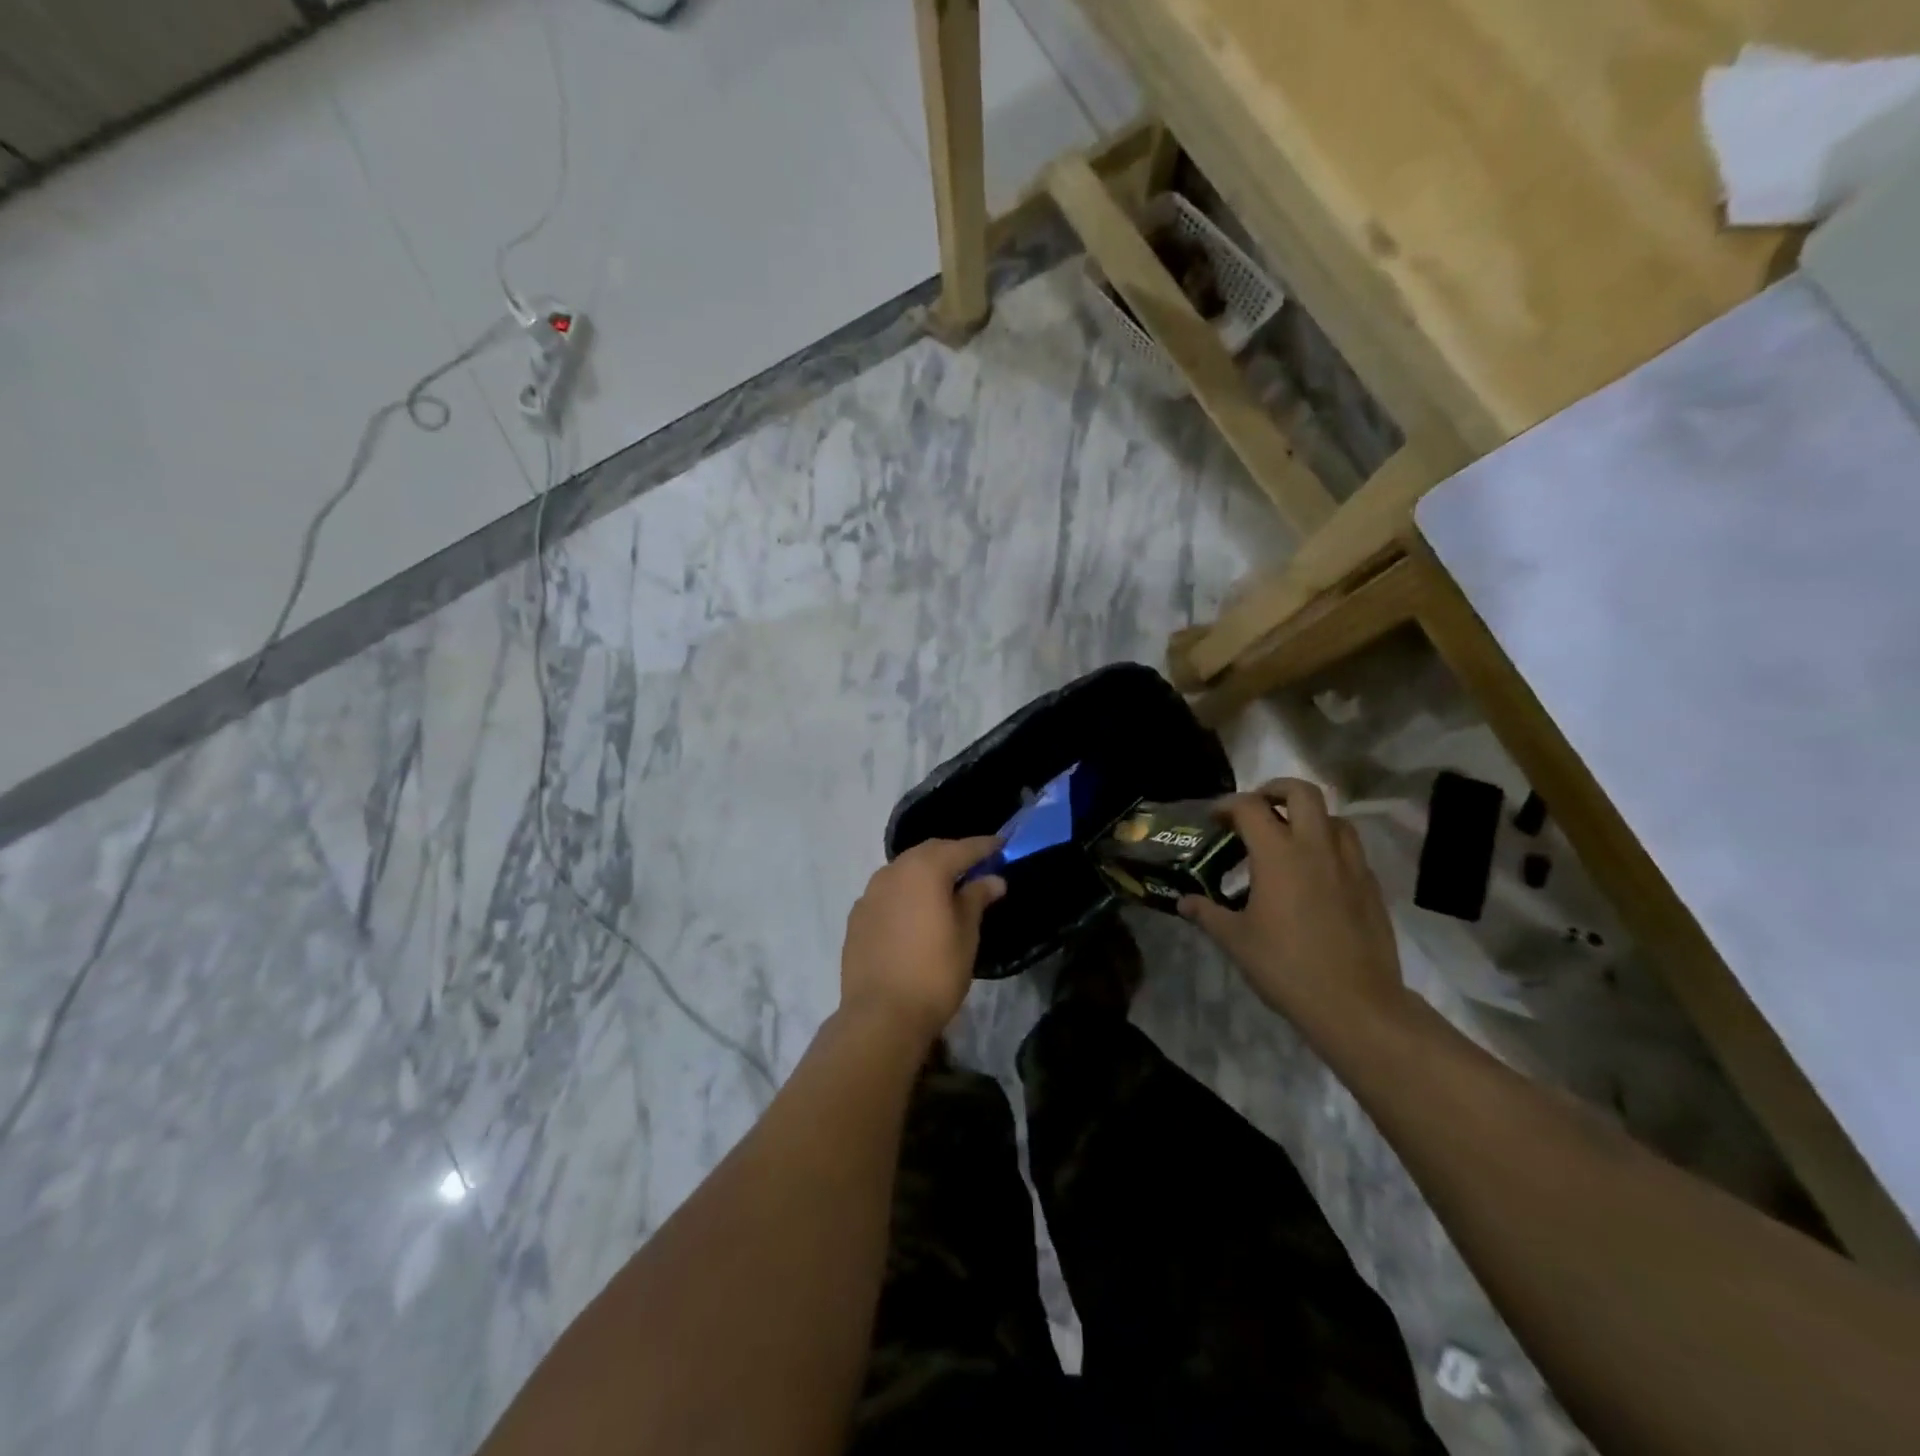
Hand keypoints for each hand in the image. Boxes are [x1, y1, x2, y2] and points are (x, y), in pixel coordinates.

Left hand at [840, 837, 1005, 1043]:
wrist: (880, 1016)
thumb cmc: (934, 973)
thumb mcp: (966, 935)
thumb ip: (976, 899)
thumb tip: (992, 878)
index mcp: (925, 870)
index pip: (961, 848)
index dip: (984, 846)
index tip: (1002, 846)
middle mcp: (893, 872)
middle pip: (929, 852)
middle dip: (953, 854)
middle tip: (976, 865)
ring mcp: (870, 893)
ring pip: (904, 870)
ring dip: (926, 872)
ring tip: (946, 888)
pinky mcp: (857, 916)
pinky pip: (887, 892)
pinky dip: (906, 892)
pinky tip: (915, 912)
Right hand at [1178, 778, 1409, 1036]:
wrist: (1356, 1004)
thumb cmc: (1286, 967)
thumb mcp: (1236, 941)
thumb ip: (1208, 914)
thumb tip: (1184, 903)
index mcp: (1278, 854)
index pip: (1250, 807)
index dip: (1227, 805)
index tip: (1214, 819)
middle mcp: (1316, 847)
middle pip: (1301, 792)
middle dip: (1274, 789)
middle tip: (1257, 808)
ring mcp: (1349, 864)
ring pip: (1333, 816)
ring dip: (1308, 816)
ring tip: (1289, 839)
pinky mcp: (1371, 885)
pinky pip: (1350, 848)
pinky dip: (1329, 845)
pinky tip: (1315, 874)